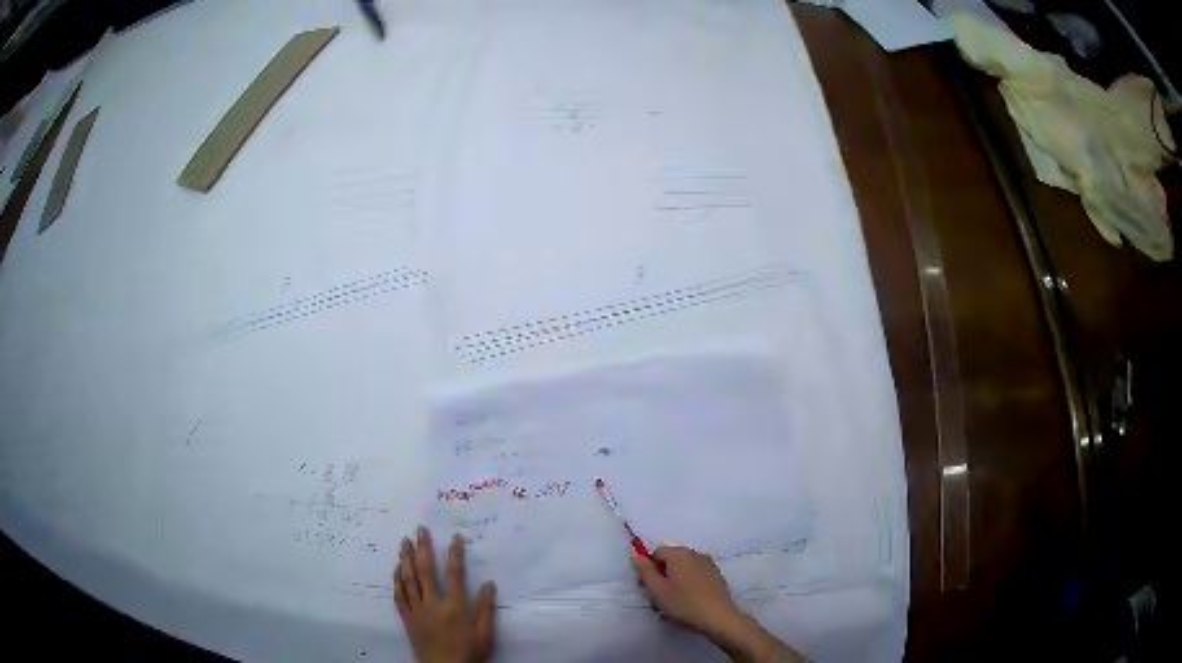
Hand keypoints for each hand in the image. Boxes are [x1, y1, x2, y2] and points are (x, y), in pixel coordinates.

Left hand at [395, 527, 496, 662]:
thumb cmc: (468, 653)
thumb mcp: (485, 634)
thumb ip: (486, 609)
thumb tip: (489, 584)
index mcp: (454, 606)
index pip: (454, 574)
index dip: (454, 554)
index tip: (455, 537)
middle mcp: (432, 603)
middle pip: (425, 571)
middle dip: (423, 548)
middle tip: (420, 530)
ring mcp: (417, 610)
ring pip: (408, 580)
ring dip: (405, 559)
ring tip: (403, 542)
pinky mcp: (407, 618)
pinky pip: (399, 596)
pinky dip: (397, 581)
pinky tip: (396, 570)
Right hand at [632, 546, 804, 662]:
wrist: (718, 617)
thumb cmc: (683, 603)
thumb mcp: (656, 589)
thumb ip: (644, 570)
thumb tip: (636, 555)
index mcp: (679, 553)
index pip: (657, 552)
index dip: (649, 569)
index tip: (649, 587)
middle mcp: (695, 554)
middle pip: (671, 560)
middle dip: (662, 576)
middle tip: (659, 597)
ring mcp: (709, 565)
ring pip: (684, 570)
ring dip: (675, 582)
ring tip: (674, 603)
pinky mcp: (717, 577)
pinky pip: (696, 576)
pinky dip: (689, 586)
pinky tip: (688, 603)